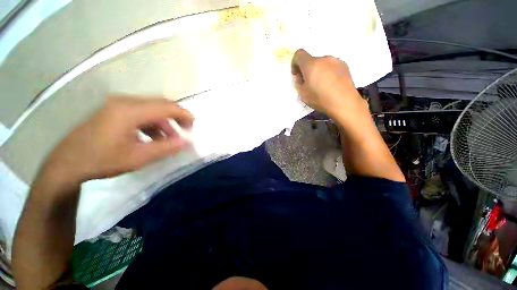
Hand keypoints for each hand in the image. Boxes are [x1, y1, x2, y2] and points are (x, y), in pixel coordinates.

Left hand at [41, 97, 193, 183]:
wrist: (67, 164)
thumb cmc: (102, 161)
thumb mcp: (139, 157)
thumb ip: (166, 147)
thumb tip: (187, 141)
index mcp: (130, 111)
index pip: (166, 107)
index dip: (184, 114)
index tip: (194, 125)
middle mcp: (124, 102)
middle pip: (160, 103)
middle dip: (176, 116)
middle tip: (185, 130)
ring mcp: (117, 104)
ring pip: (151, 107)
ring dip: (164, 121)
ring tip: (169, 138)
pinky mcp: (113, 110)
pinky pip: (140, 112)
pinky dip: (152, 122)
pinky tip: (153, 136)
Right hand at [291, 49, 368, 121]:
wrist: (344, 102)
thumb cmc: (320, 99)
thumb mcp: (303, 94)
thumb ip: (298, 83)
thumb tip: (300, 76)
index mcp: (311, 64)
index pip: (299, 54)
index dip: (295, 63)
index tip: (297, 74)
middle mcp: (324, 58)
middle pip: (311, 60)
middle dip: (307, 70)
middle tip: (309, 83)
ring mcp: (336, 61)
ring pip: (322, 63)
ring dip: (318, 71)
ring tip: (322, 85)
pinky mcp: (344, 65)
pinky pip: (331, 66)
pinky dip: (328, 72)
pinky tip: (331, 84)